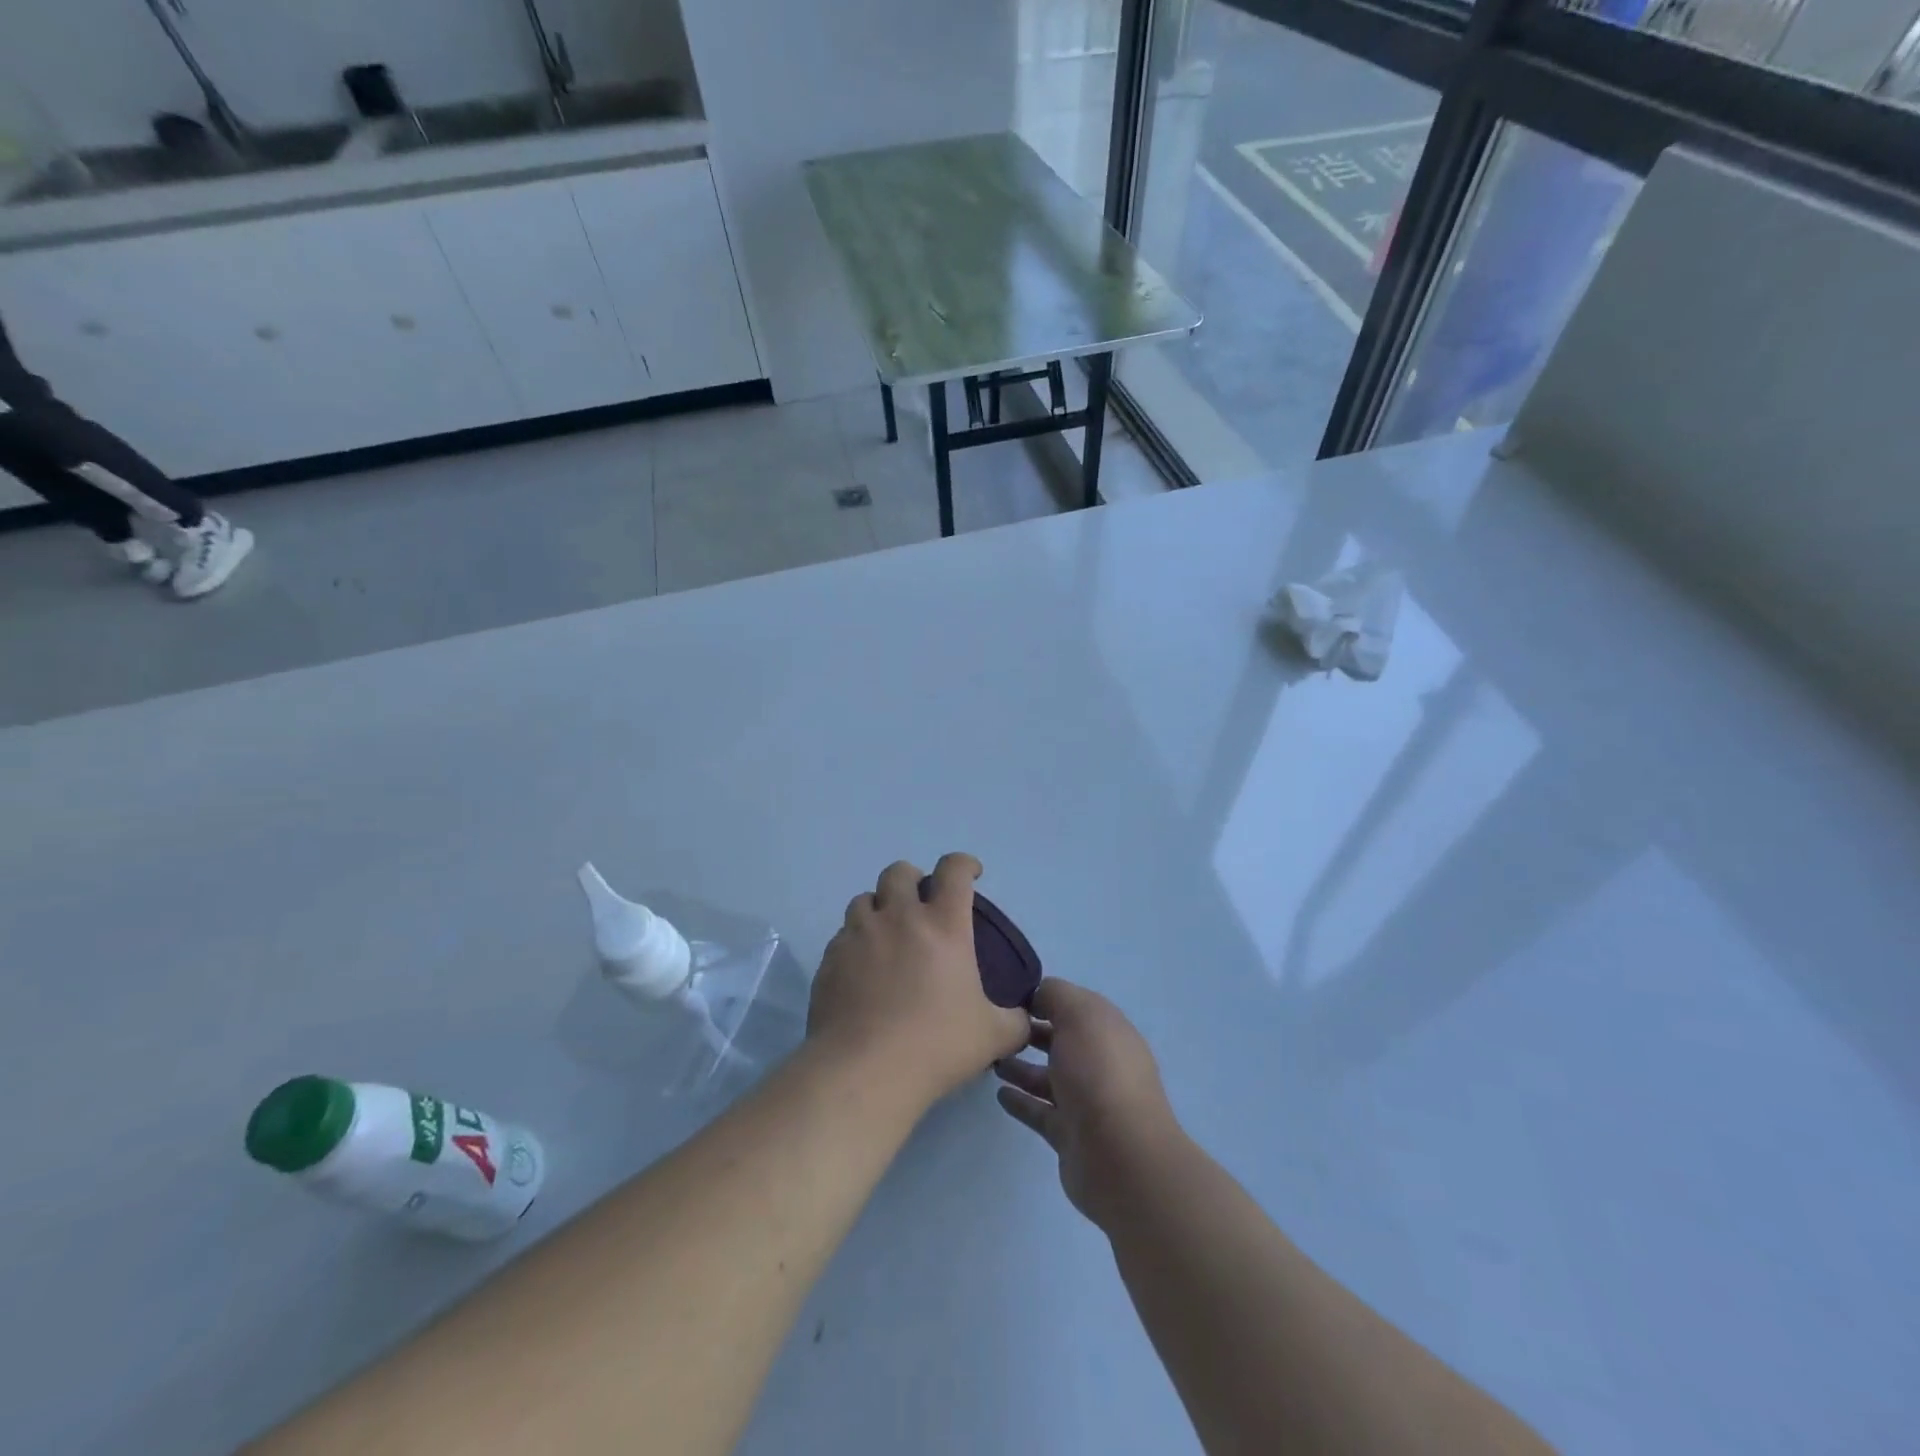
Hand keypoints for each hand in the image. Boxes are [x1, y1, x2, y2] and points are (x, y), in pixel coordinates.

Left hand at [808, 854, 1029, 1108]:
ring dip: (879, 908)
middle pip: (899, 872)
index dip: (963, 864)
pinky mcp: (830, 958)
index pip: (953, 870)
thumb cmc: (936, 1045)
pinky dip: (855, 942)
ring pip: (864, 899)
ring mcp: (859, 935)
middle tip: (919, 903)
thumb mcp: (993, 1037)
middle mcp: (898, 917)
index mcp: (943, 925)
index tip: (970, 873)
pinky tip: (862, 970)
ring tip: (886, 934)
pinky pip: (842, 935)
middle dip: (911, 878)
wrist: (864, 1071)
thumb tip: (1024, 1019)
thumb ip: (1015, 1021)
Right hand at [994, 978, 1183, 1225]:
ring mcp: (1086, 1101)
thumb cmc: (1099, 1073)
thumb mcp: (1079, 1016)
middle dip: (1030, 1030)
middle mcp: (1099, 1062)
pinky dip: (1021, 1101)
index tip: (1006, 994)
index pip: (1072, 1004)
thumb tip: (1037, 993)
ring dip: (1021, 1066)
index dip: (1043, 996)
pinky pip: (1040, 1111)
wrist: (1120, 1156)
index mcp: (1107, 1030)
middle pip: (1060, 1040)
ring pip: (1048, 1076)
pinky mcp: (1070, 1134)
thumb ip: (1055, 995)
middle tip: (993, 1027)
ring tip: (990, 1058)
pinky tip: (999, 1093)